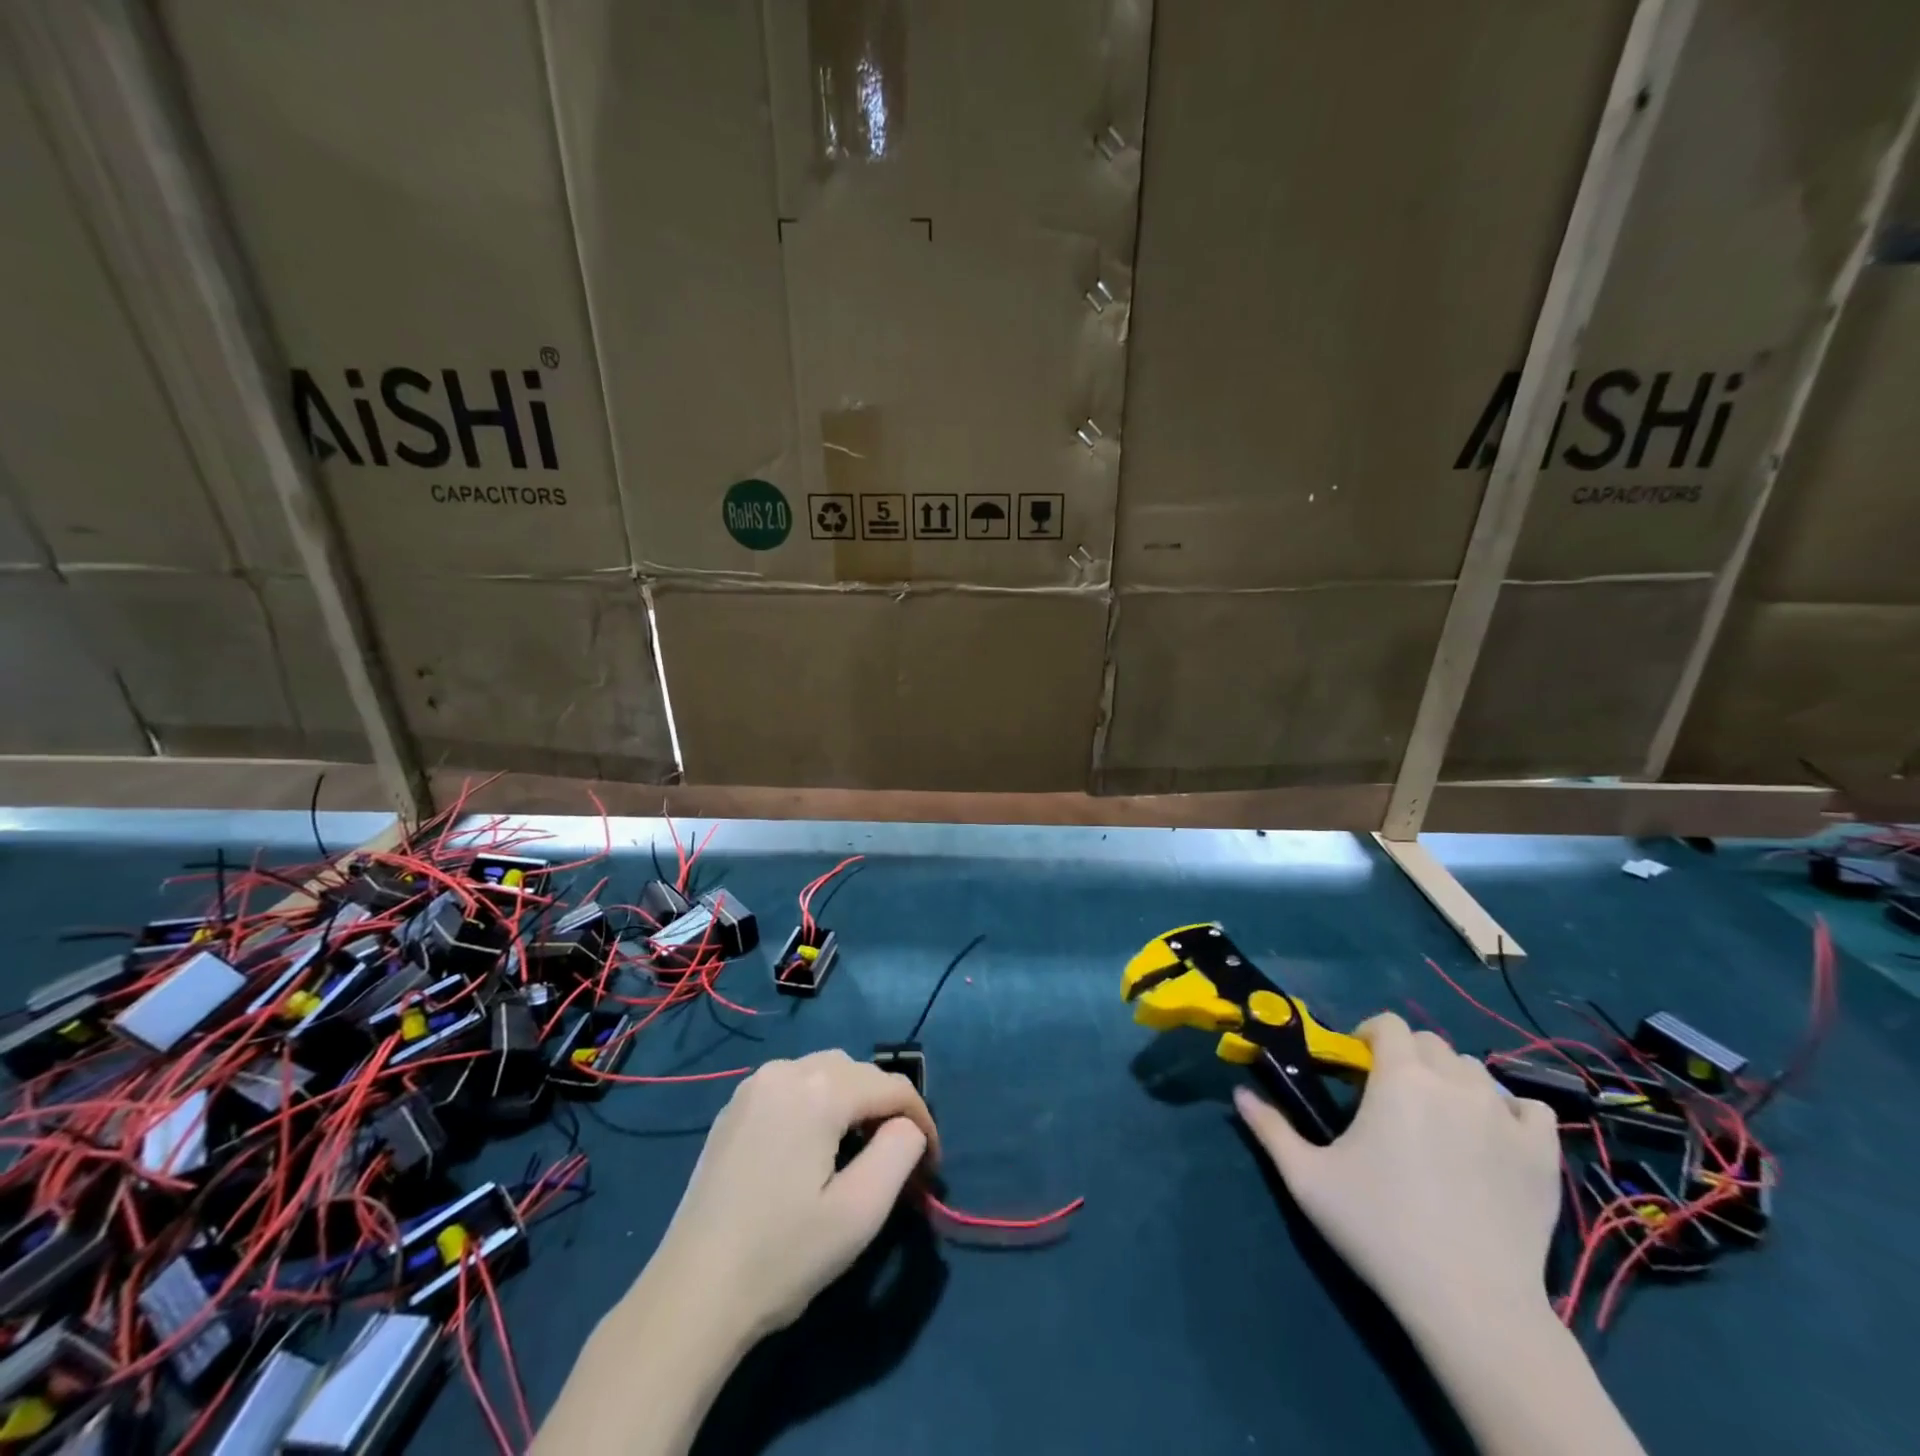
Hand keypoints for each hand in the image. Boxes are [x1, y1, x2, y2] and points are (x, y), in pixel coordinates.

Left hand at [642, 1049, 939, 1343]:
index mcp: (819, 1090)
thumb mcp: (860, 1211)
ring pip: (824, 1073)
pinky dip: (816, 1103)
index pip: (892, 1087)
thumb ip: (899, 1152)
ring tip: (859, 1151)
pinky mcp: (734, 1108)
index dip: (922, 1121)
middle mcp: (786, 1071)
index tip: (931, 1166)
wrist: (691, 1295)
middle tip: (898, 1158)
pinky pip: (792, 1086)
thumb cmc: (782, 1255)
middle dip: (885, 1107)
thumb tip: (907, 1127)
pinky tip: (813, 1147)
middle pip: (858, 1072)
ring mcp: (754, 1086)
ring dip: (851, 1102)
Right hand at [1235, 1011, 1560, 1333]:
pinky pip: (1528, 1108)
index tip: (1356, 1067)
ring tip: (1438, 1118)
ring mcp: (1505, 1117)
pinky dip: (1508, 1110)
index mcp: (1401, 1078)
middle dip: (1407, 1058)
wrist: (1469, 1302)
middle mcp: (1454, 1083)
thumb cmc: (1379, 1228)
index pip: (1388, 1024)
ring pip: (1475, 1071)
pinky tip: (1491, 1135)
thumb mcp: (1307, 1178)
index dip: (1369, 1034)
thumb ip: (1270, 1128)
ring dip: (1451, 1081)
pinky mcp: (1542, 1154)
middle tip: (1391, 1097)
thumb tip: (1238, 1092)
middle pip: (1431, 1044)